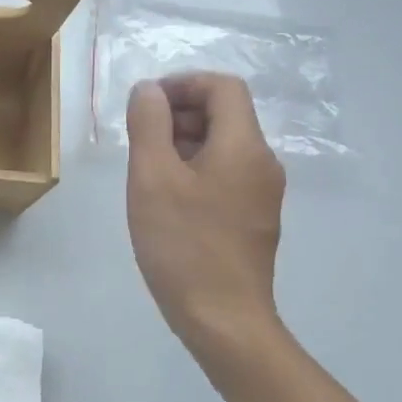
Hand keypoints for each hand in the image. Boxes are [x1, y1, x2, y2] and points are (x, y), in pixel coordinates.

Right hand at [125, 74, 285, 360]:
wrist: (223, 318)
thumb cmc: (183, 243)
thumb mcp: (152, 177)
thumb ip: (149, 125)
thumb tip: (149, 90)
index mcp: (244, 146)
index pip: (223, 87)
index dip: (182, 83)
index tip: (145, 104)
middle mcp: (262, 163)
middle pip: (225, 114)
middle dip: (179, 113)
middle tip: (138, 138)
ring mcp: (262, 194)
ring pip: (223, 146)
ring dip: (183, 142)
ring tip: (145, 170)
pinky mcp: (253, 220)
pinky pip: (225, 175)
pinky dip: (194, 170)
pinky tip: (166, 199)